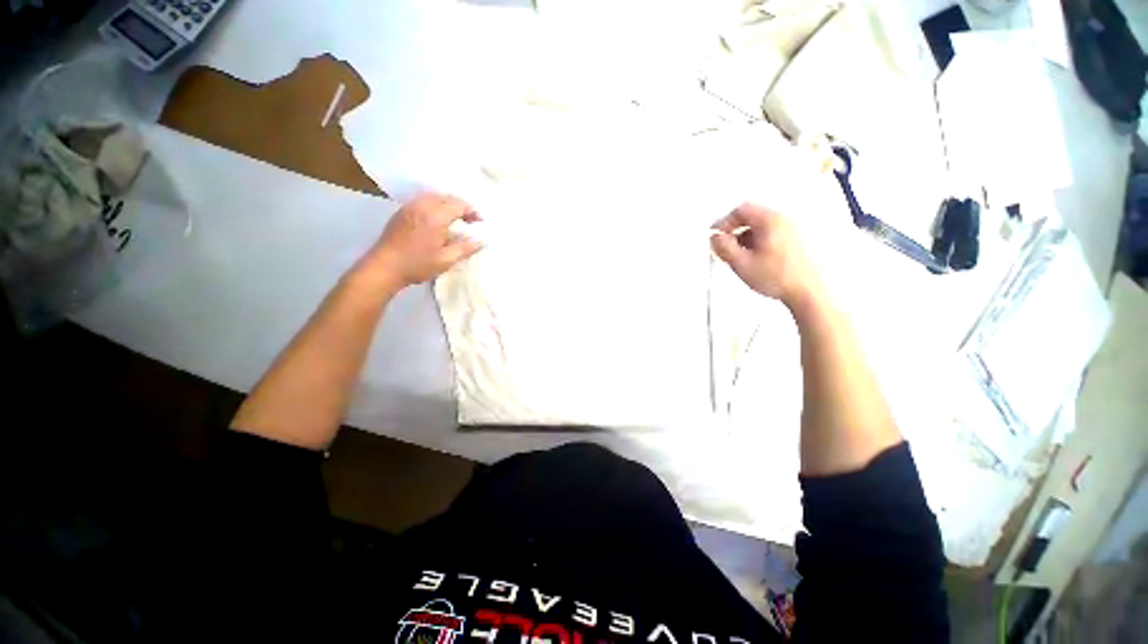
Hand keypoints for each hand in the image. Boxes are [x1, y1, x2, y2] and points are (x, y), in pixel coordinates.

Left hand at [364, 193, 482, 290]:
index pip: (459, 205)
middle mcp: (422, 206)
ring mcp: (410, 207)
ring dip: (448, 205)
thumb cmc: (417, 265)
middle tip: (470, 220)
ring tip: (456, 219)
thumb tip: (481, 242)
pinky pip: (423, 201)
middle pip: (447, 197)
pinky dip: (436, 205)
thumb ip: (465, 248)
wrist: (384, 267)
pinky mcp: (402, 212)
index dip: (472, 211)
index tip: (480, 222)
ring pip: (434, 197)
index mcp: (435, 216)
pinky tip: (438, 220)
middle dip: (461, 206)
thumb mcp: (446, 260)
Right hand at [710, 203, 822, 309]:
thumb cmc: (781, 277)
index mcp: (770, 220)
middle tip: (725, 245)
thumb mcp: (741, 263)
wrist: (806, 292)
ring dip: (745, 238)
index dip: (724, 222)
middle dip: (734, 231)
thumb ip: (723, 248)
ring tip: (739, 256)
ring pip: (760, 226)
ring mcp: (792, 230)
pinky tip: (754, 260)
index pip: (741, 210)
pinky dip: (757, 243)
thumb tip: (715, 238)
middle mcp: (784, 220)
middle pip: (751, 216)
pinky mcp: (795, 241)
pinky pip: (770, 234)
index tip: (716, 234)